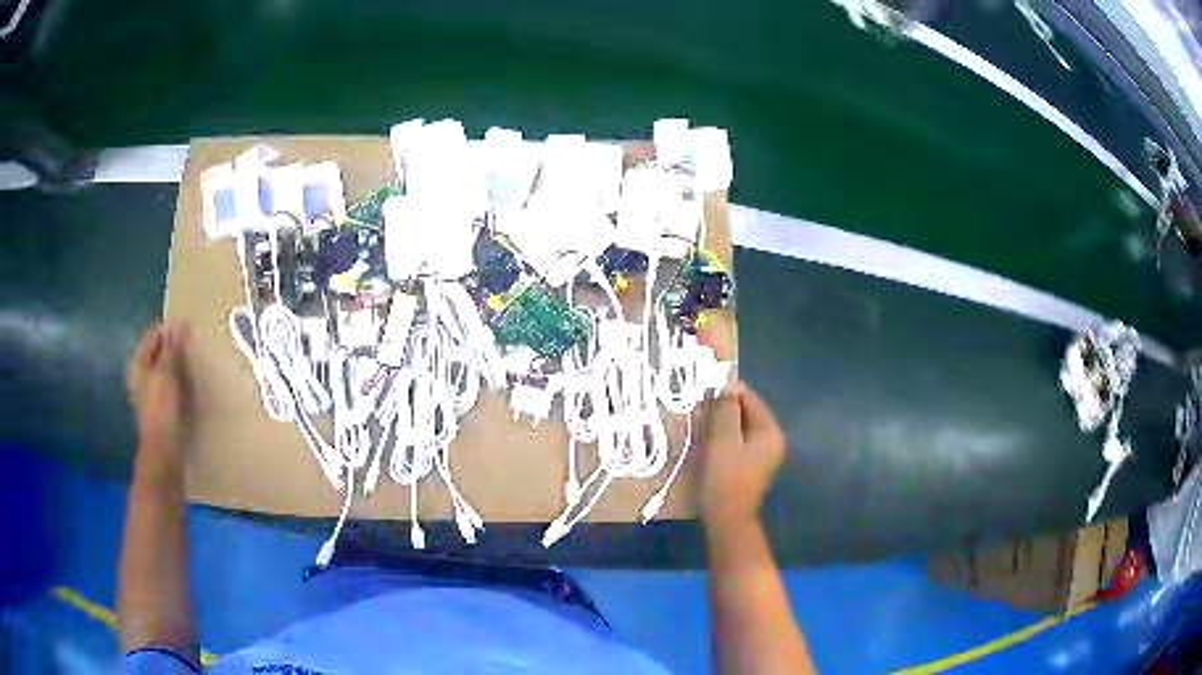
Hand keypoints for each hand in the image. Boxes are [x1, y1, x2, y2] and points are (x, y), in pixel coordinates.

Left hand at [126, 323, 189, 477]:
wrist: (164, 452)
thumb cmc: (161, 409)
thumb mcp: (166, 373)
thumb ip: (171, 348)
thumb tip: (177, 324)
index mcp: (138, 363)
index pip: (154, 335)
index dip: (170, 329)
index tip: (189, 327)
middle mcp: (140, 375)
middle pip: (158, 352)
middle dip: (174, 347)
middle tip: (192, 343)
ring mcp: (149, 393)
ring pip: (164, 369)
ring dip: (178, 365)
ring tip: (194, 362)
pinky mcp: (159, 408)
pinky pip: (169, 385)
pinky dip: (179, 380)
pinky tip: (190, 384)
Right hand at [695, 382, 785, 529]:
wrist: (726, 520)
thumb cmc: (726, 478)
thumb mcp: (723, 439)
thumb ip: (725, 409)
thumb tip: (725, 384)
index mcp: (770, 432)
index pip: (750, 399)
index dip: (727, 390)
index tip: (703, 387)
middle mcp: (770, 441)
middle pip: (745, 413)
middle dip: (722, 407)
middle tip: (697, 405)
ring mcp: (760, 456)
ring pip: (738, 428)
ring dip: (719, 422)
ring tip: (697, 420)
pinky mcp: (747, 467)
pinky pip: (734, 442)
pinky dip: (720, 437)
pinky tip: (703, 440)